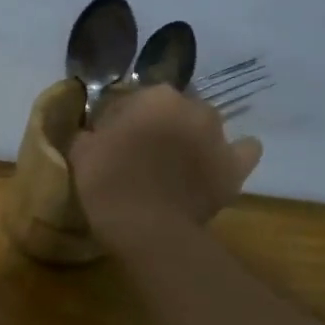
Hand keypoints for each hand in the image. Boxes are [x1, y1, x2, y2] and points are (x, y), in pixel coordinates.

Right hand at [69, 84, 262, 246]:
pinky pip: (242, 151)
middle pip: (172, 110)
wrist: (148, 228)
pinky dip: (230, 155)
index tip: (107, 140)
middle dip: (158, 125)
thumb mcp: (81, 151)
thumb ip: (90, 132)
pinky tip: (215, 165)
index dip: (118, 120)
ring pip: (205, 127)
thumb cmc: (108, 183)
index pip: (132, 99)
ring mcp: (220, 137)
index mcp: (154, 97)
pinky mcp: (236, 167)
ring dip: (191, 138)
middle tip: (139, 152)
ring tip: (175, 164)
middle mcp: (193, 107)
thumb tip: (95, 132)